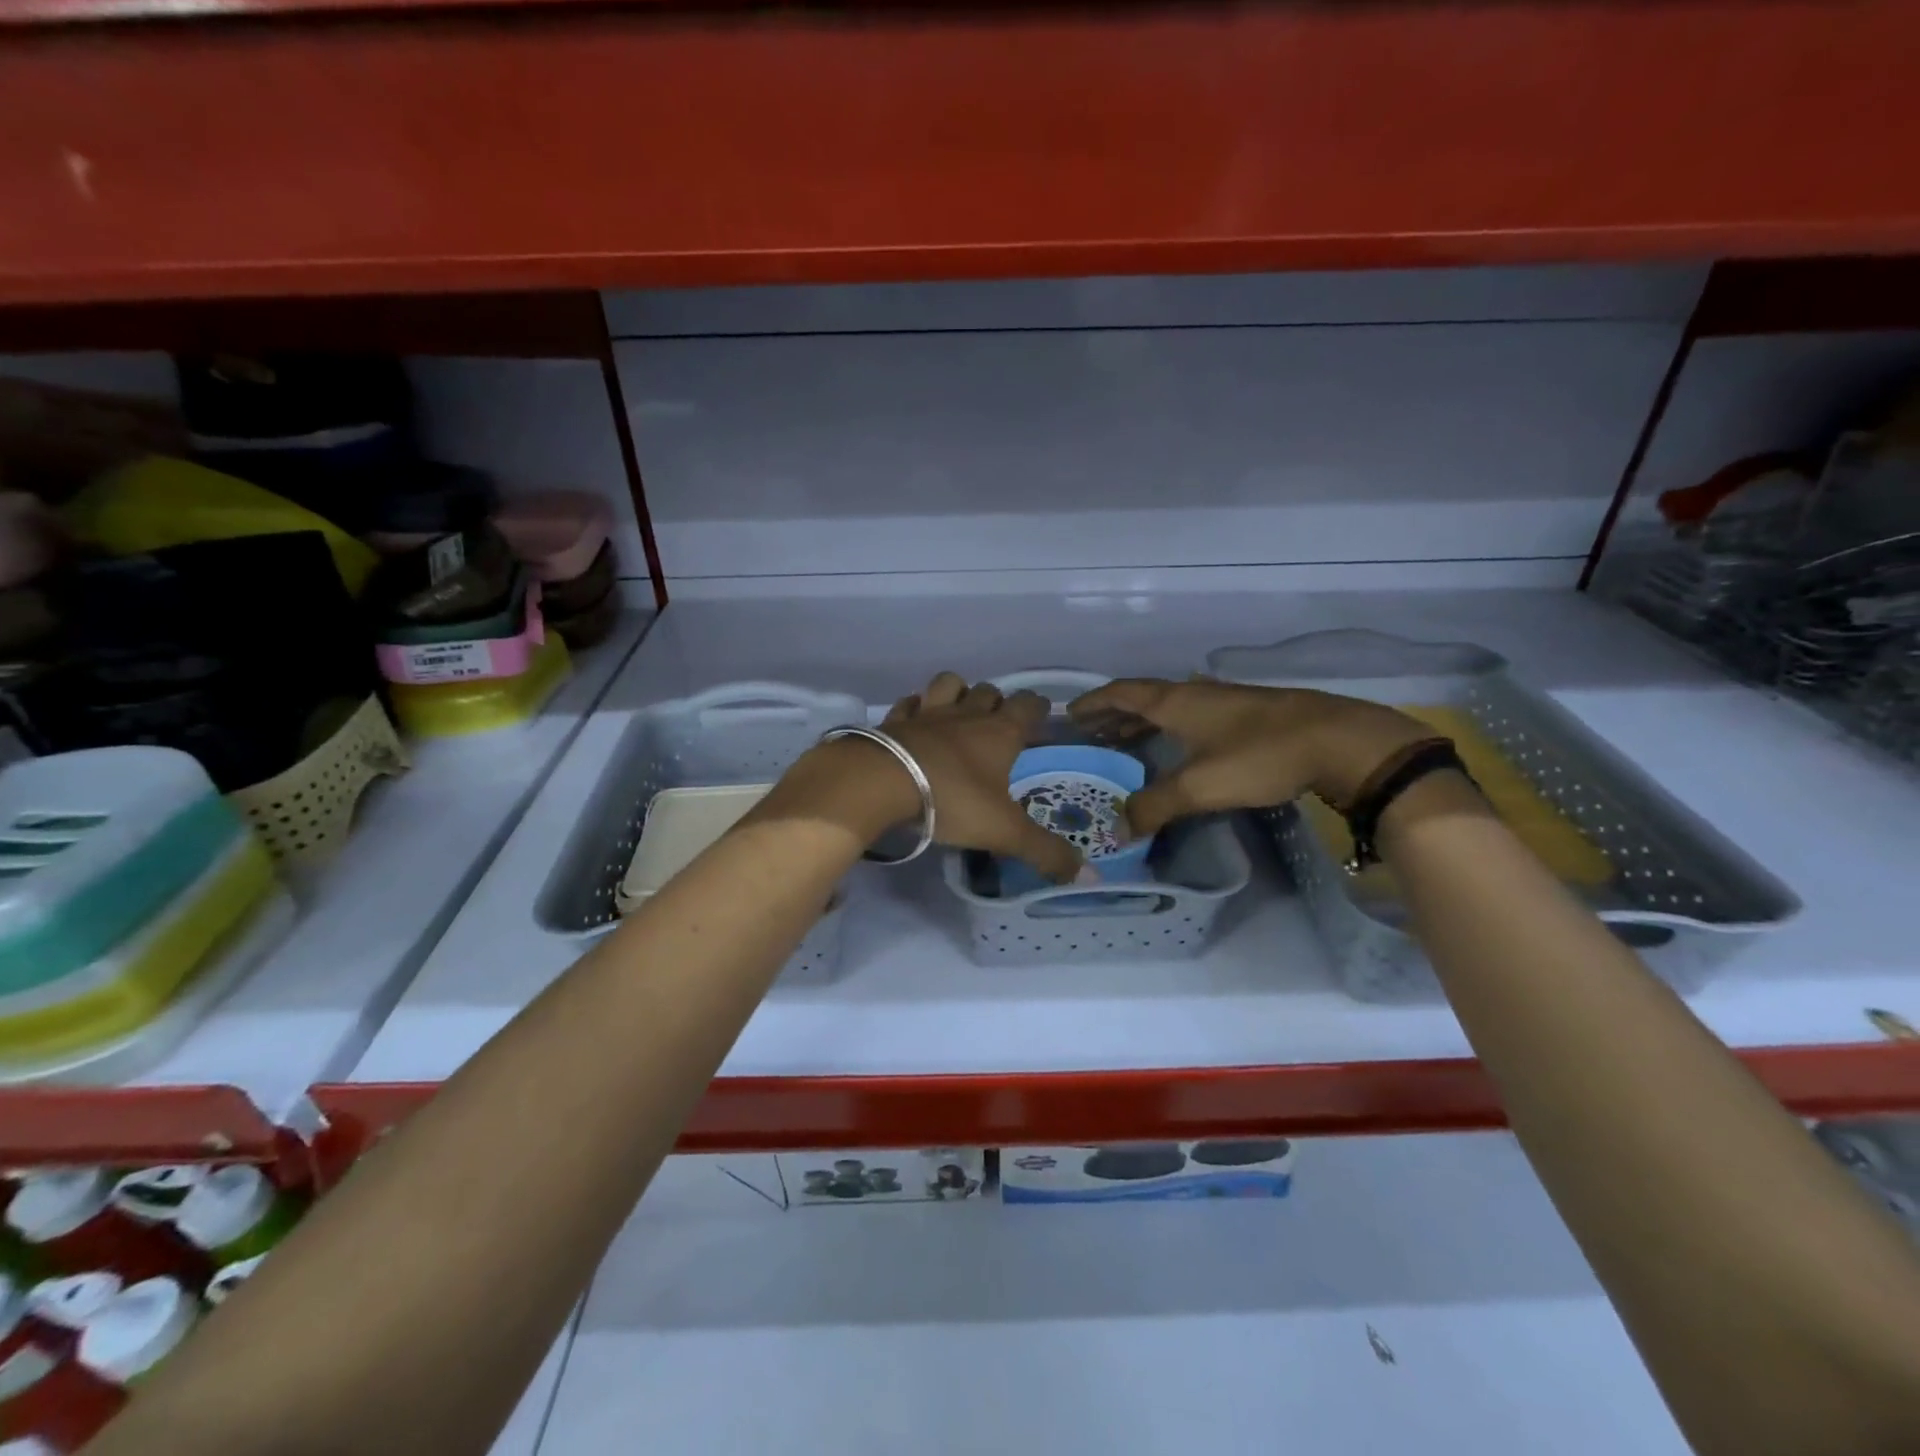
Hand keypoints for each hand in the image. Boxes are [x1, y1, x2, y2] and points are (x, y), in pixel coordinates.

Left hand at [764, 672, 1082, 882]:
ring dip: (957, 692)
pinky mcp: (893, 721)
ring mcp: (927, 713)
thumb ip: (1045, 852)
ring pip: (948, 684)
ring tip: (957, 713)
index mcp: (999, 733)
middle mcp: (966, 715)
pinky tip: (914, 723)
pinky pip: (908, 703)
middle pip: (988, 691)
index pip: (1028, 705)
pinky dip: (914, 708)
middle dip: (997, 702)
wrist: (880, 783)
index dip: (1037, 708)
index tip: (1041, 718)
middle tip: (998, 726)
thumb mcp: (1004, 832)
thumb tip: (1088, 875)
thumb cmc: (951, 801)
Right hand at [1067, 677, 1433, 836]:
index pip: (1121, 693)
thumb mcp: (1200, 786)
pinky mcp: (1246, 716)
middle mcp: (1194, 694)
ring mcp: (1222, 702)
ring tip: (1121, 742)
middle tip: (1088, 735)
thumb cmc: (1260, 755)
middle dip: (1112, 715)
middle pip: (1141, 699)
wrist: (1338, 740)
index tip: (1068, 713)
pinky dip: (1168, 729)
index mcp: (1175, 702)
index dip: (1093, 702)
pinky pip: (1190, 717)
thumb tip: (1119, 828)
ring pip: (1168, 709)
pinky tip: (1176, 748)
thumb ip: (1155, 806)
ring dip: (1140, 722)